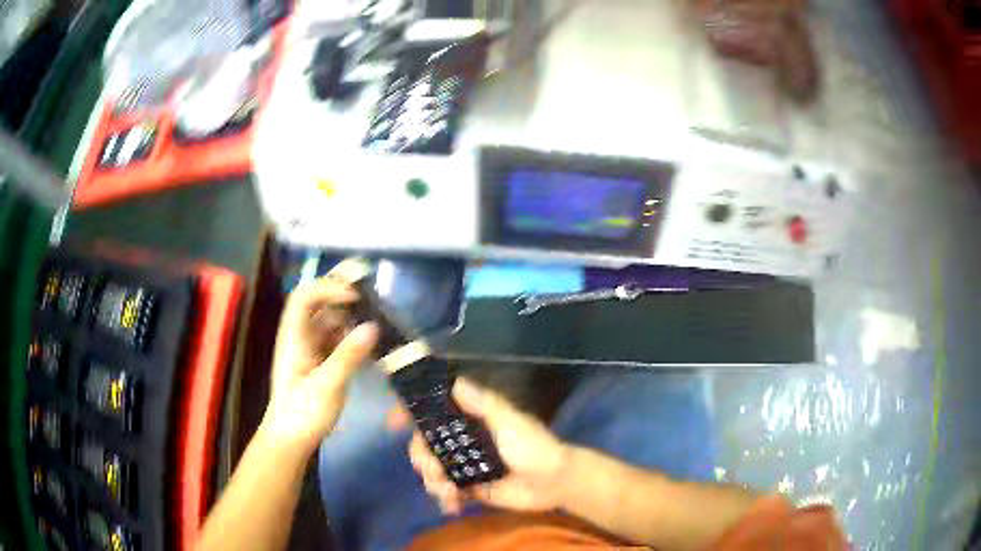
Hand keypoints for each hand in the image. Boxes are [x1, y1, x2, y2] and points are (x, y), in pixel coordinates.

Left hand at [262, 276, 377, 452]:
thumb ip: (348, 355)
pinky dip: (351, 336)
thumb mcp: (328, 386)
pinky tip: (369, 344)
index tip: (356, 297)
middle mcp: (300, 336)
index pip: (304, 296)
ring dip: (350, 317)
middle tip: (372, 298)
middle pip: (317, 303)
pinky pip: (335, 339)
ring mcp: (309, 348)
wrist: (291, 439)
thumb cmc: (303, 413)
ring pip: (329, 321)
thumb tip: (373, 326)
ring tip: (377, 321)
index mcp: (294, 336)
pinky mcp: (318, 361)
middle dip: (342, 296)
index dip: (328, 288)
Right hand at [409, 378, 570, 513]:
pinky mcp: (470, 488)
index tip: (393, 423)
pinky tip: (452, 505)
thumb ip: (483, 404)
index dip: (410, 414)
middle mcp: (463, 441)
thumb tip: (453, 382)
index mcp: (470, 419)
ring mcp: (464, 466)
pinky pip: (447, 492)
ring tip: (448, 491)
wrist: (554, 483)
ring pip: (431, 470)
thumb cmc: (534, 446)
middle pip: (424, 444)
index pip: (433, 411)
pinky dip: (445, 499)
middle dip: (421, 457)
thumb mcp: (510, 421)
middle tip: (431, 468)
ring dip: (432, 481)